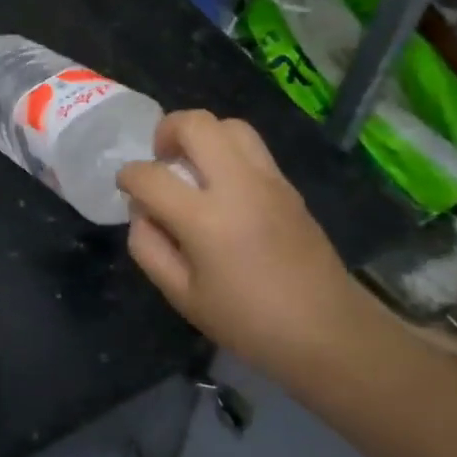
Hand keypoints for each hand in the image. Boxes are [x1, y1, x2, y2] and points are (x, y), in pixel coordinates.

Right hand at [118, 111, 380, 380]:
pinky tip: (223, 184)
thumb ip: (148, 247)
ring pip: (229, 125)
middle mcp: (237, 185)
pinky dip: (227, 151)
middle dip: (166, 131)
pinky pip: (251, 147)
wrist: (329, 332)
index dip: (128, 177)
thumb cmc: (249, 322)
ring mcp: (268, 180)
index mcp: (205, 218)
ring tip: (193, 165)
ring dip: (202, 135)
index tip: (127, 189)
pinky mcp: (288, 185)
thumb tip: (142, 211)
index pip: (150, 175)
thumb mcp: (182, 296)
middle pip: (196, 124)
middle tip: (161, 159)